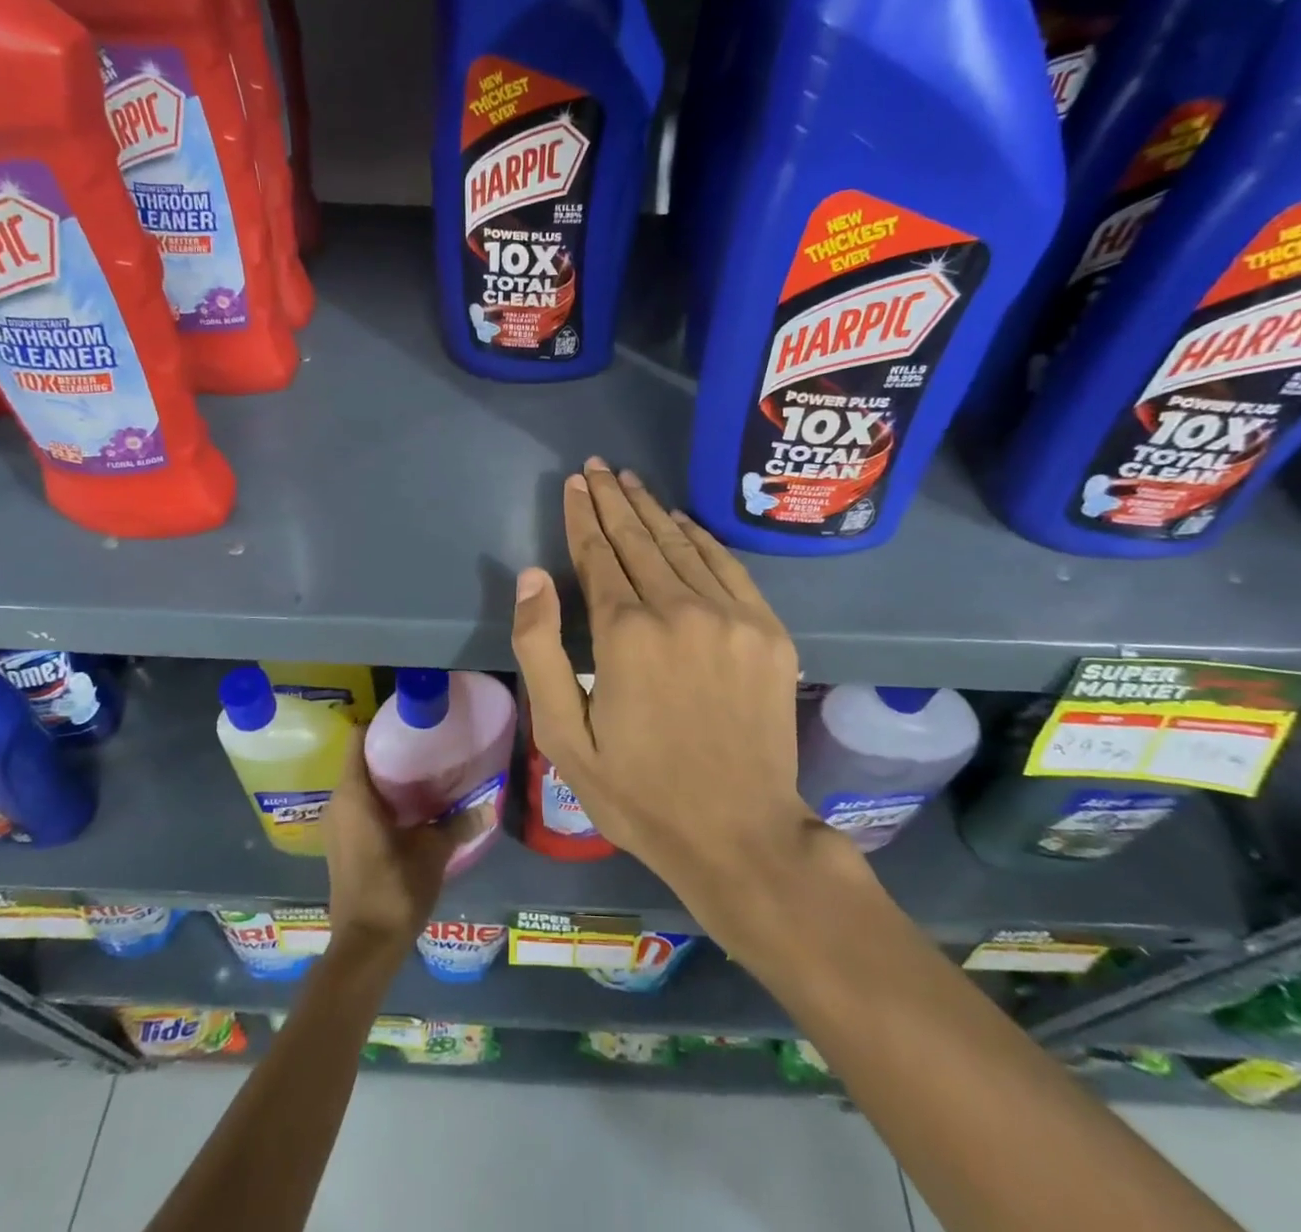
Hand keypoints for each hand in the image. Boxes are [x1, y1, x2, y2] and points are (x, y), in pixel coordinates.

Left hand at [323, 733, 456, 956]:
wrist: (365, 947)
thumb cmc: (394, 888)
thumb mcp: (433, 852)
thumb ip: (459, 824)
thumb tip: (489, 805)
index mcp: (353, 794)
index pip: (358, 738)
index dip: (382, 724)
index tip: (410, 720)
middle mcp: (338, 803)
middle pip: (361, 760)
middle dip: (391, 751)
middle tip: (427, 745)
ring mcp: (337, 825)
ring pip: (361, 785)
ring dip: (388, 778)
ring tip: (424, 771)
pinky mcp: (343, 844)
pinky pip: (360, 806)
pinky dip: (382, 799)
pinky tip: (412, 806)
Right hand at [511, 459, 865, 948]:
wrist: (740, 833)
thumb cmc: (639, 792)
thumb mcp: (564, 735)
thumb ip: (541, 649)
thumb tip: (532, 576)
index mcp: (626, 634)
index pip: (598, 555)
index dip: (582, 516)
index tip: (574, 483)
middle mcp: (679, 609)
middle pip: (639, 539)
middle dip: (613, 499)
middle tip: (598, 466)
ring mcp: (731, 617)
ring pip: (681, 545)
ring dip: (651, 509)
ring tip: (630, 481)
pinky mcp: (767, 631)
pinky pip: (728, 566)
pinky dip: (701, 538)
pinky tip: (682, 520)